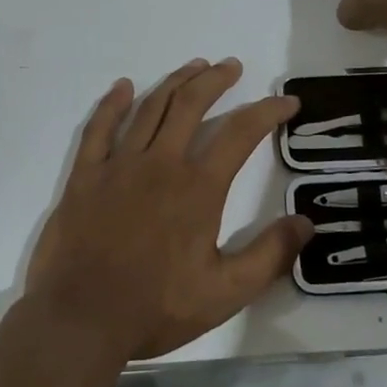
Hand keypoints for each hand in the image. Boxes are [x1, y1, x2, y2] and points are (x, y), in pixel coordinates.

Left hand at [25, 58, 311, 361]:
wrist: (80, 320)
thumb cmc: (155, 308)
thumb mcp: (225, 293)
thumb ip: (269, 256)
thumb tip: (307, 223)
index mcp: (198, 187)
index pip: (240, 133)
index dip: (267, 111)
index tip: (286, 101)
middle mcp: (160, 163)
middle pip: (191, 104)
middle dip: (216, 80)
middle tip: (231, 66)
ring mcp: (118, 165)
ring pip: (150, 108)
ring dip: (175, 82)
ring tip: (194, 66)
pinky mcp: (85, 176)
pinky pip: (99, 128)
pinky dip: (113, 104)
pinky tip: (124, 87)